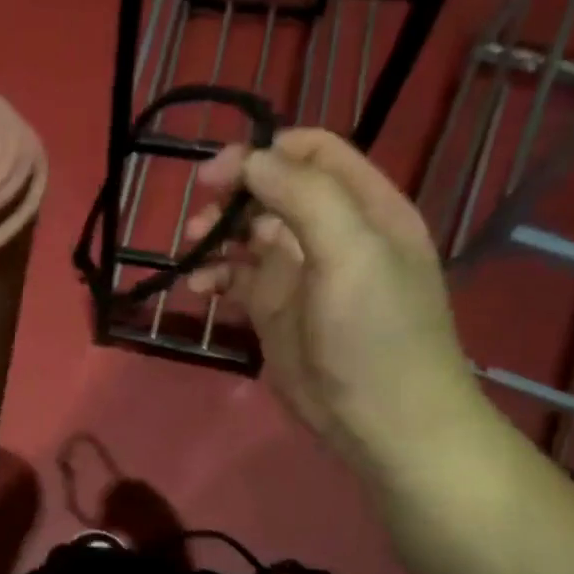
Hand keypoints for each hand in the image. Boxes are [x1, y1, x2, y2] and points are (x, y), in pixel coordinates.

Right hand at [185, 129, 492, 480]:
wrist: (381, 421)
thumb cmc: (376, 333)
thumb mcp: (353, 254)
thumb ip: (305, 197)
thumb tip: (250, 159)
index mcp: (365, 208)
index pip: (313, 153)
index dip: (265, 152)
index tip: (220, 173)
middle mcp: (331, 232)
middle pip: (273, 189)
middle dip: (233, 193)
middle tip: (199, 214)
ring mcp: (299, 273)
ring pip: (247, 233)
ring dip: (216, 235)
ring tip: (191, 249)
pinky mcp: (273, 310)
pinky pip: (234, 278)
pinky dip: (212, 276)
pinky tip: (197, 289)